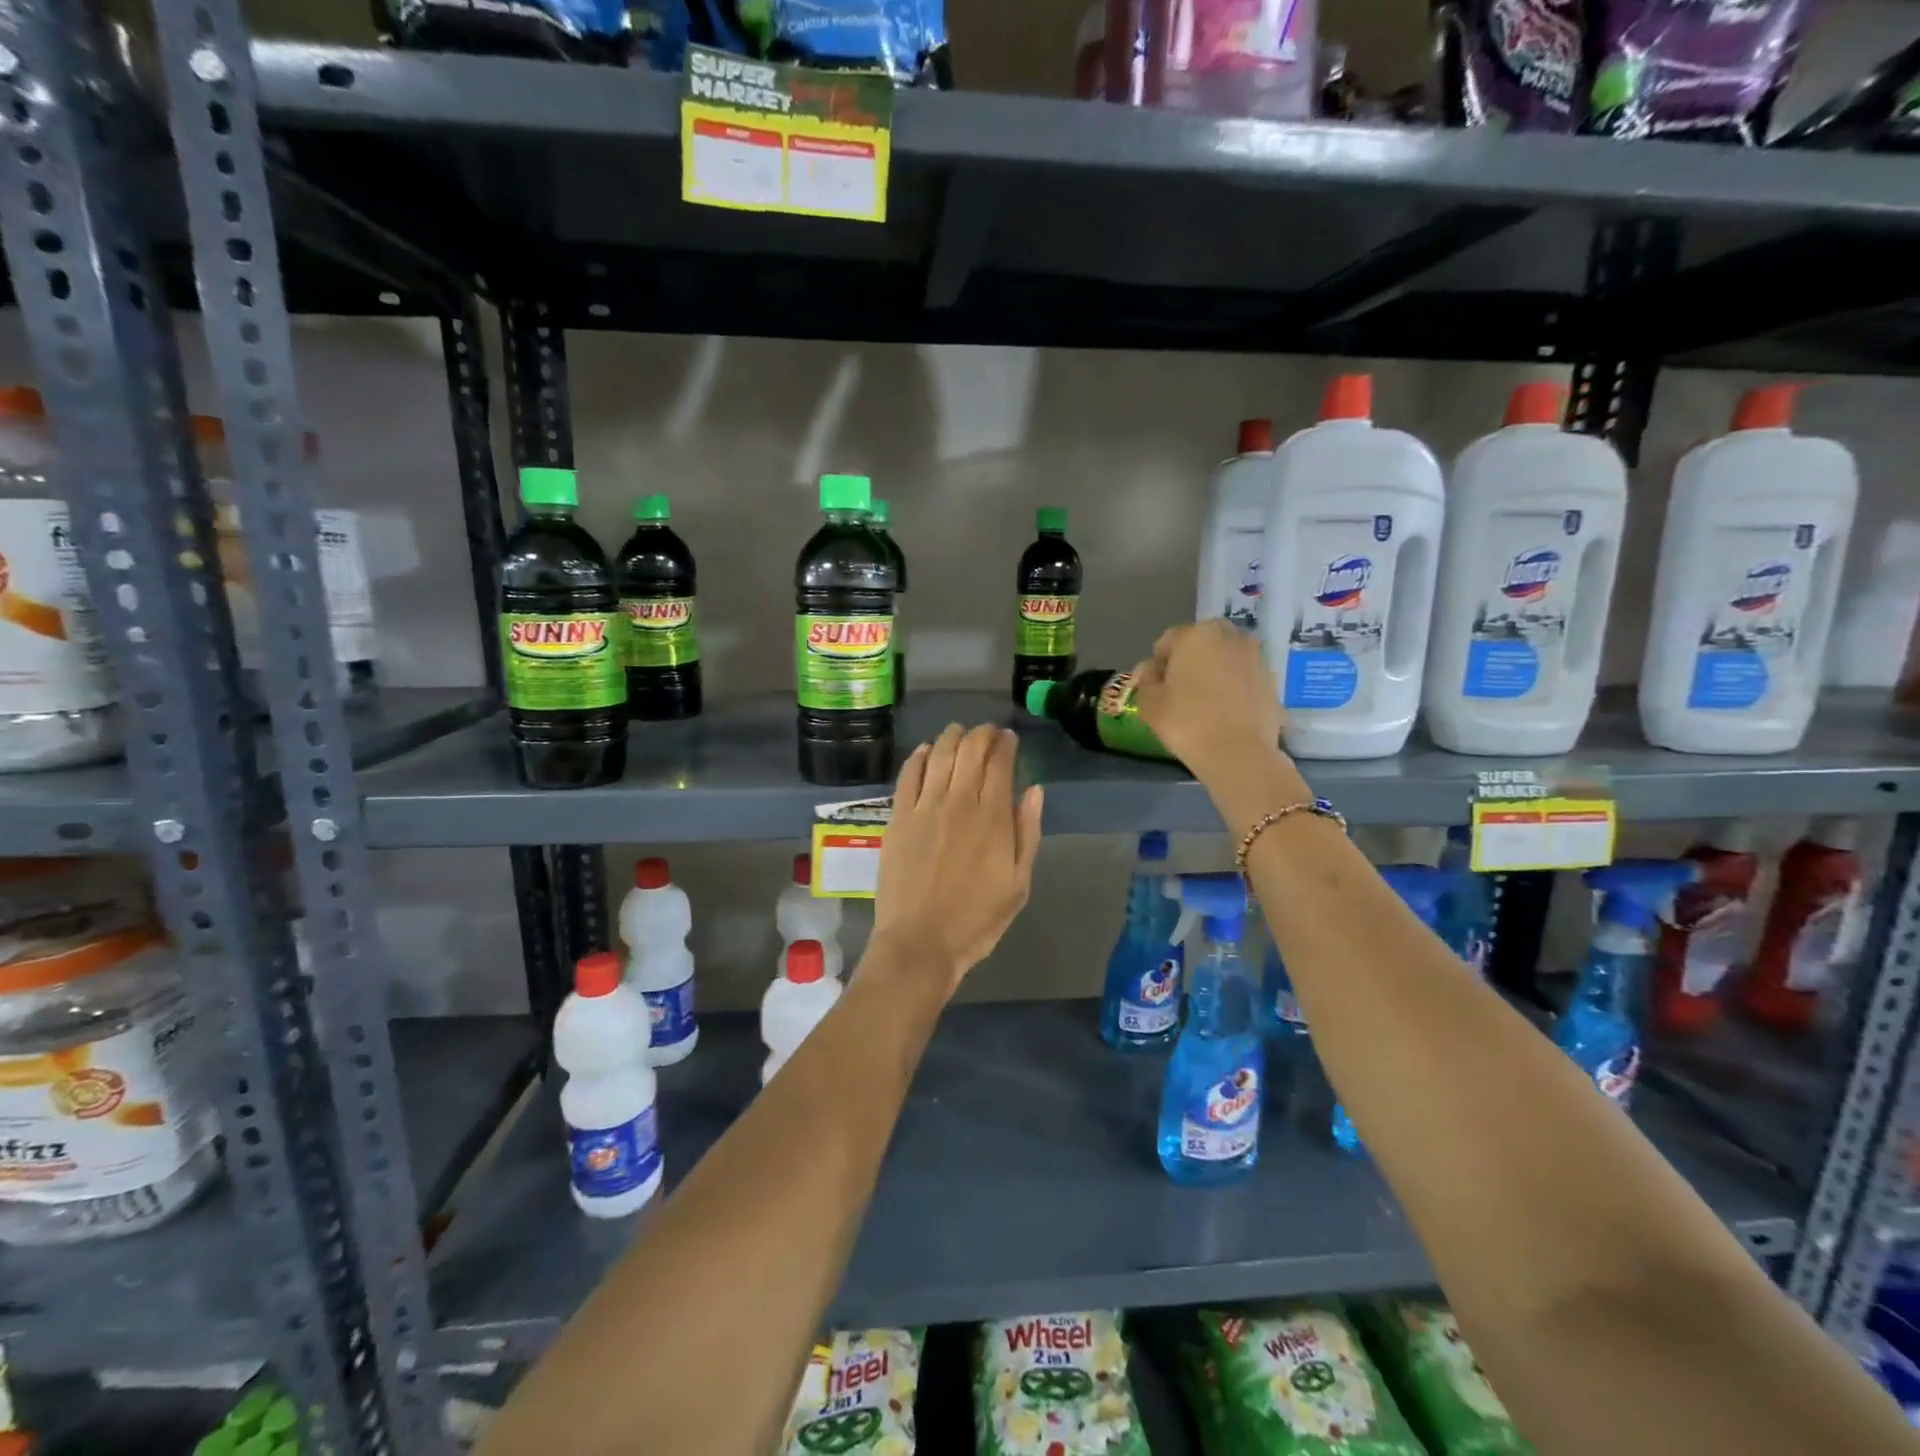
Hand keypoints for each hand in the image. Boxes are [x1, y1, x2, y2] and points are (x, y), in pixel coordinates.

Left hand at [871, 724, 1043, 995]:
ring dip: (951, 737)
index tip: (1010, 738)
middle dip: (982, 734)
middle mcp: (958, 802)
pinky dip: (917, 757)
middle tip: (988, 732)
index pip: (1000, 764)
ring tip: (958, 731)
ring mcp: (924, 807)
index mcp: (993, 817)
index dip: (1006, 745)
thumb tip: (1034, 790)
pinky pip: (907, 776)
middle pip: (970, 751)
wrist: (920, 941)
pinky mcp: (897, 818)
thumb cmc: (976, 919)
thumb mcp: (1018, 884)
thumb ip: (1027, 833)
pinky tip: (924, 750)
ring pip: (938, 755)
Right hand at [1129, 620, 1288, 781]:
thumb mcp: (1149, 702)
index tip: (1154, 687)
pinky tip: (1225, 709)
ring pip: (1224, 656)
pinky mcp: (1271, 678)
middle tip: (1180, 690)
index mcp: (1195, 635)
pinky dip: (1232, 684)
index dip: (1157, 664)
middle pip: (1200, 642)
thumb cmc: (1186, 722)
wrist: (1239, 753)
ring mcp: (1254, 655)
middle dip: (1189, 659)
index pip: (1167, 642)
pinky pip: (1242, 674)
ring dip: (1213, 669)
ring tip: (1204, 700)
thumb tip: (1152, 670)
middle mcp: (1228, 636)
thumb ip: (1146, 679)